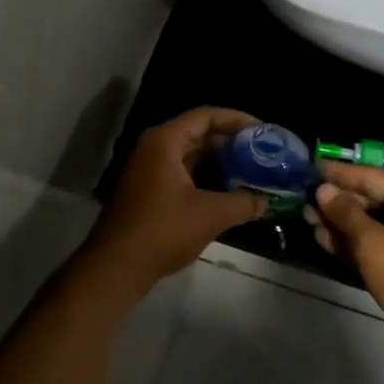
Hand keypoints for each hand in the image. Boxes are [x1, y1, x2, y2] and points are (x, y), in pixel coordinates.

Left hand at [85, 108, 267, 296]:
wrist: (116, 266)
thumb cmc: (162, 231)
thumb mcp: (210, 215)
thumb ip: (243, 203)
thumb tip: (267, 200)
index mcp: (165, 141)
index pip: (206, 116)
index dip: (237, 120)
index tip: (264, 131)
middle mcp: (155, 147)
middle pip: (199, 133)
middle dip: (232, 142)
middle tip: (263, 152)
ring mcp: (150, 168)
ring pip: (192, 155)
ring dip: (221, 162)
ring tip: (253, 170)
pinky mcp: (150, 189)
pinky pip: (184, 172)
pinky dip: (207, 177)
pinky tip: (230, 191)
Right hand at [309, 162, 383, 348]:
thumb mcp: (373, 243)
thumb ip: (345, 214)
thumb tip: (323, 190)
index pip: (370, 176)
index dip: (338, 173)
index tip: (310, 166)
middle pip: (370, 199)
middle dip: (336, 202)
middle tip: (303, 199)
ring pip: (371, 223)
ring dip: (341, 224)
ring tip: (308, 219)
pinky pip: (378, 243)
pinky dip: (354, 243)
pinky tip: (326, 240)